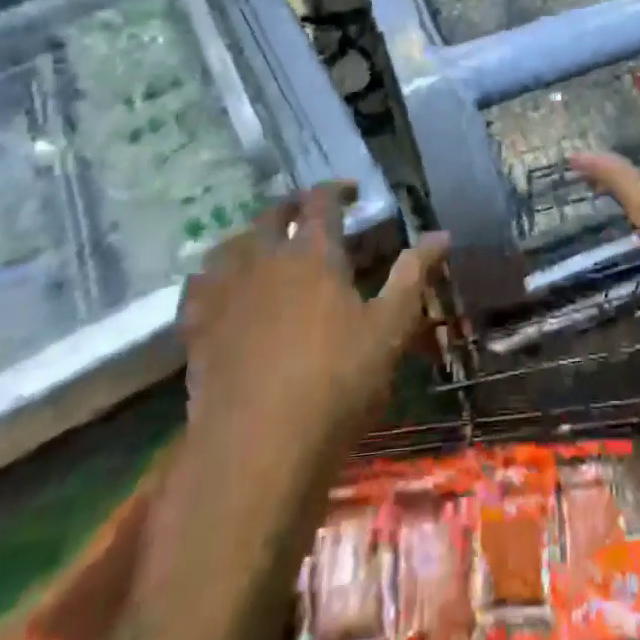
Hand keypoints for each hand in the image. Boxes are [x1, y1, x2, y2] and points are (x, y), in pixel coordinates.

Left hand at [177, 183, 447, 487]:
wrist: (257, 450)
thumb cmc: (336, 383)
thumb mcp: (389, 329)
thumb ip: (413, 276)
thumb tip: (441, 234)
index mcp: (313, 253)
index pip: (322, 200)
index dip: (337, 189)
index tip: (353, 192)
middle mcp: (264, 259)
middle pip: (272, 214)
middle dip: (293, 206)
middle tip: (309, 212)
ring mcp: (225, 292)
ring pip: (232, 244)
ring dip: (252, 235)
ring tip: (265, 244)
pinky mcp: (197, 329)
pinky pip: (198, 286)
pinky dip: (211, 275)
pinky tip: (220, 287)